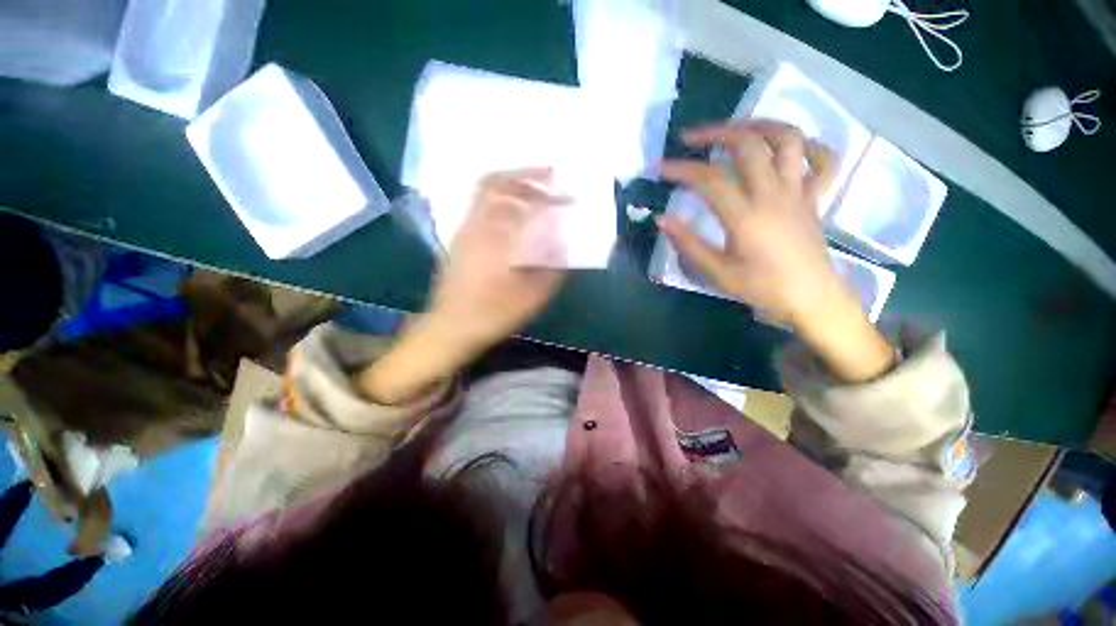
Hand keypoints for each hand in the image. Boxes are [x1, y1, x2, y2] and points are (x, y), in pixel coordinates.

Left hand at [429, 168, 567, 349]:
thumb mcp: (530, 297)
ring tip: (536, 196)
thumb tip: (564, 247)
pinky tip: (516, 219)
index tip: (564, 191)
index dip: (544, 189)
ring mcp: (463, 233)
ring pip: (485, 196)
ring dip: (512, 189)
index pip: (518, 197)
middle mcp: (474, 226)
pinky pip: (481, 211)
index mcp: (492, 237)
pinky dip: (501, 205)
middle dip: (524, 176)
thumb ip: (552, 270)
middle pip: (493, 183)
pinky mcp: (460, 243)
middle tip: (549, 181)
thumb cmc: (490, 315)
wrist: (449, 330)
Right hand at [660, 120, 894, 381]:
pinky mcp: (815, 196)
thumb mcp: (718, 273)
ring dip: (760, 125)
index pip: (709, 180)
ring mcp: (799, 191)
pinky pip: (822, 159)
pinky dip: (806, 144)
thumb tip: (663, 220)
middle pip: (749, 145)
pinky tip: (786, 148)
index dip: (681, 169)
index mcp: (746, 216)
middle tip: (692, 137)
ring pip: (788, 140)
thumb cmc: (762, 288)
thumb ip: (689, 245)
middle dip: (716, 133)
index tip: (660, 167)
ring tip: (736, 129)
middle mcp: (774, 194)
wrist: (810, 298)